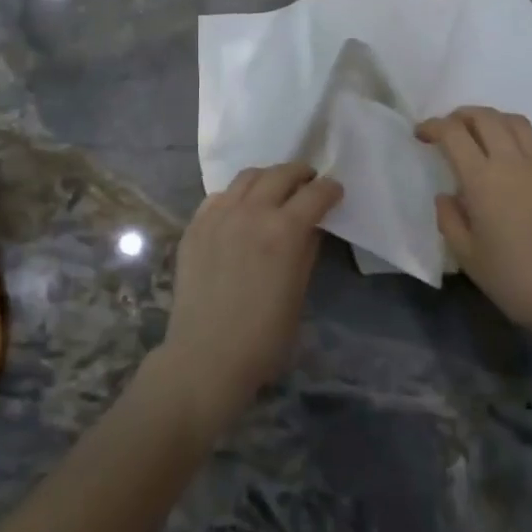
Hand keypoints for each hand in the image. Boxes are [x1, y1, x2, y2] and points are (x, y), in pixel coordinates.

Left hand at [159, 162, 342, 434]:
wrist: (206, 357)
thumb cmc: (264, 337)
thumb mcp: (298, 292)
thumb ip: (306, 250)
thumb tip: (311, 226)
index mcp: (285, 231)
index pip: (315, 194)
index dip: (330, 189)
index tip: (335, 191)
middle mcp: (252, 212)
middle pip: (281, 174)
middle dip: (301, 174)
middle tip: (308, 184)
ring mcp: (219, 215)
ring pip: (248, 176)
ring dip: (268, 178)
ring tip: (275, 190)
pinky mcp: (195, 225)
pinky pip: (220, 195)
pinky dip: (237, 194)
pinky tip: (241, 209)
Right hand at [417, 107, 531, 349]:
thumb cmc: (514, 279)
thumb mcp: (467, 256)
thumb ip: (449, 219)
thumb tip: (447, 196)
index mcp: (483, 179)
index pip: (453, 133)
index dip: (433, 126)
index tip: (421, 135)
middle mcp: (513, 161)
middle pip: (485, 116)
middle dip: (460, 116)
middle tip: (448, 130)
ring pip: (515, 121)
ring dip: (492, 120)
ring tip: (481, 136)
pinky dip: (519, 137)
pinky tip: (516, 157)